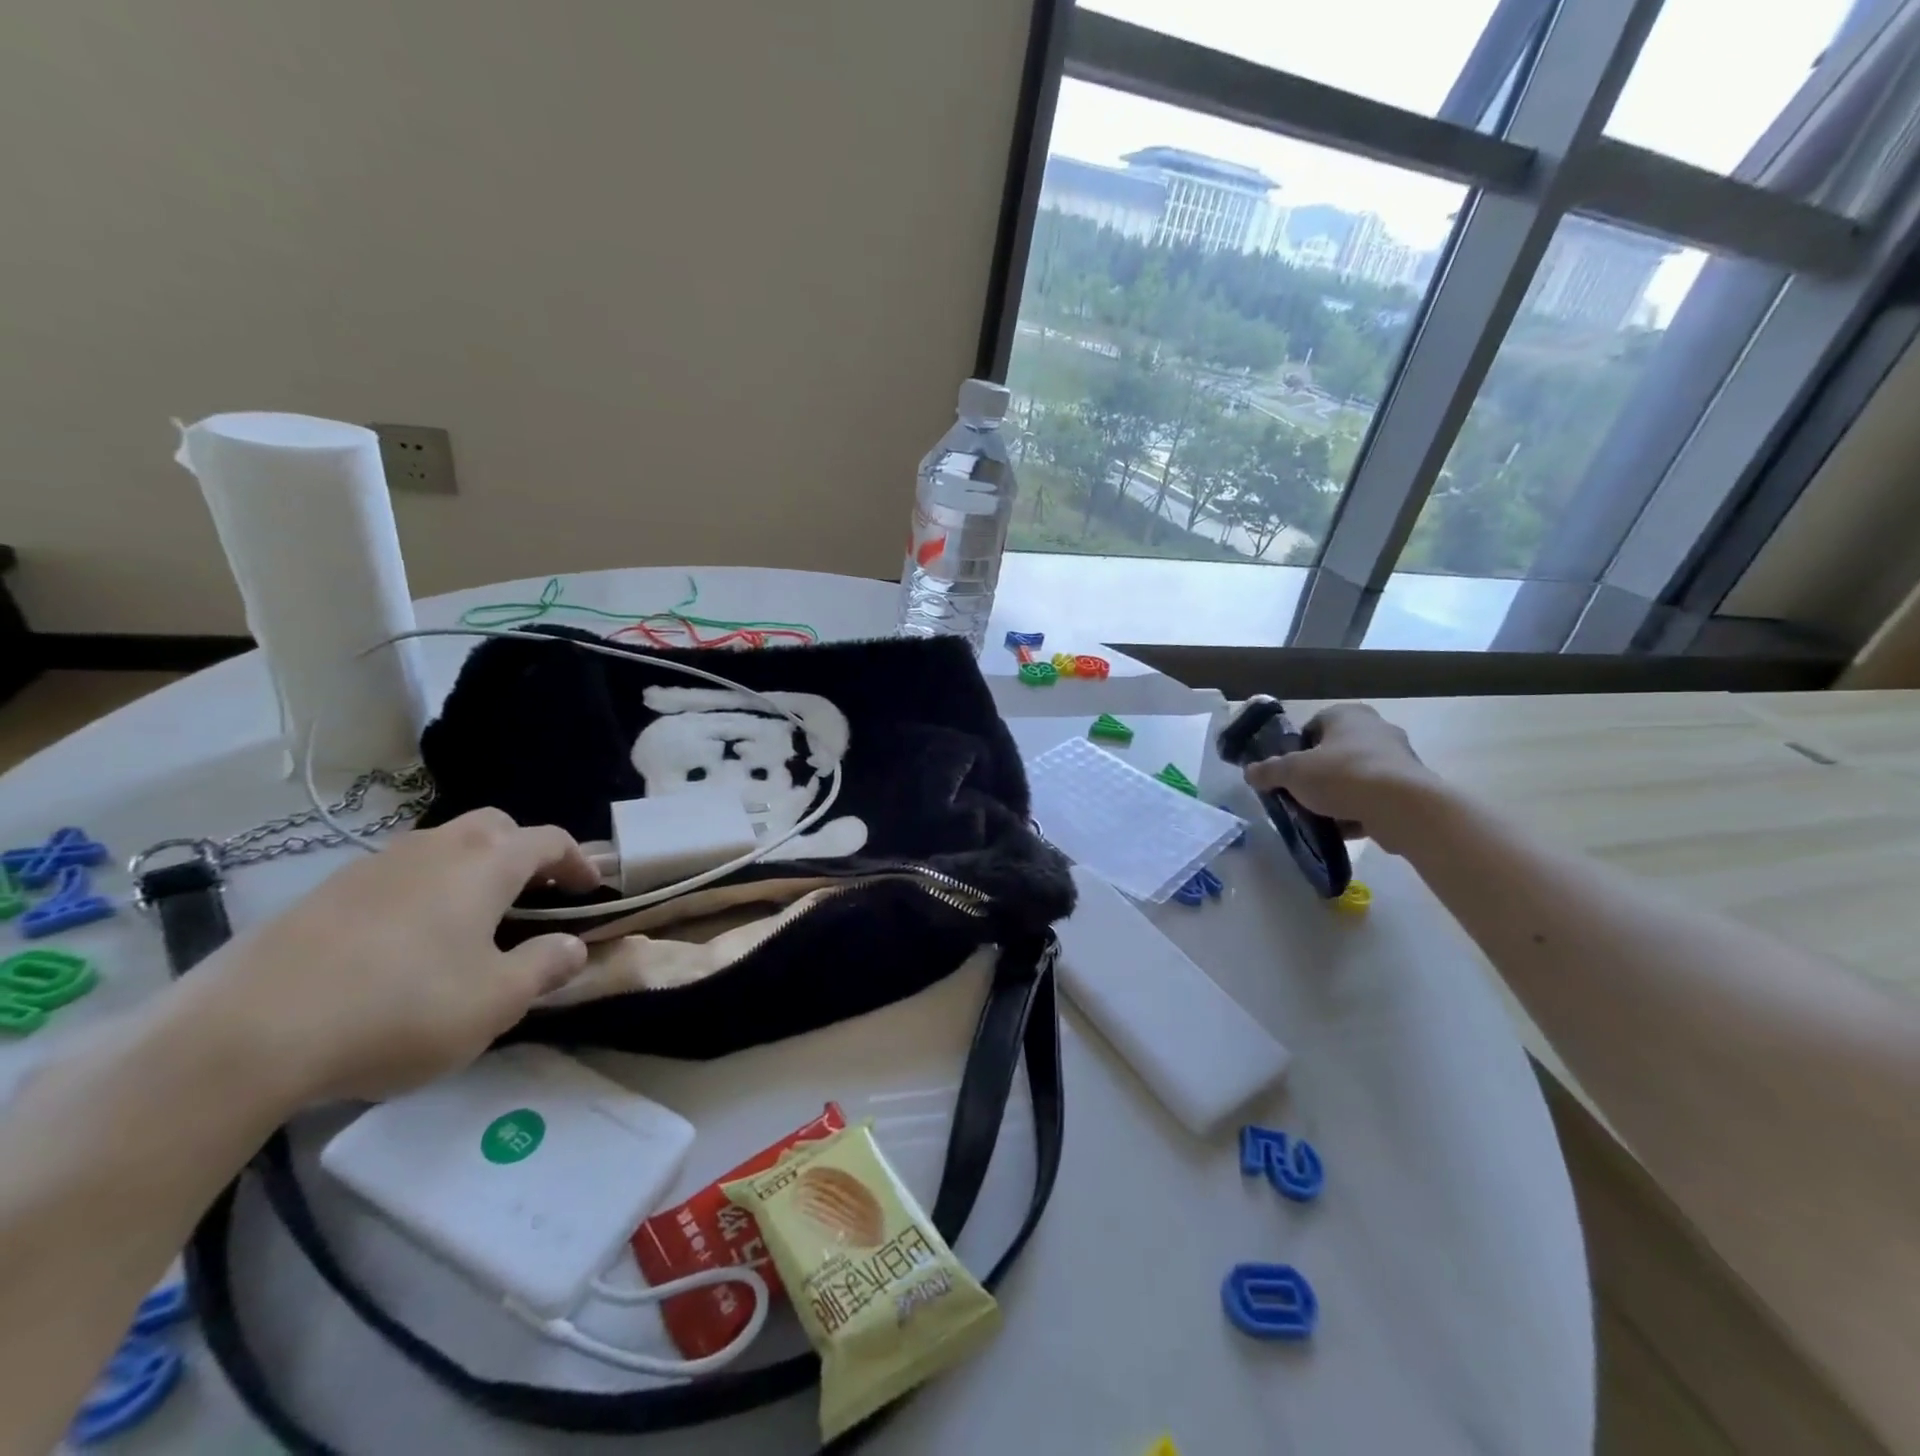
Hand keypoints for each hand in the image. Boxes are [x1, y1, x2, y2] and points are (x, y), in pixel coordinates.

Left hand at [176, 809, 599, 1108]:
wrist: (245, 1034)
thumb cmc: (401, 1009)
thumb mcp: (496, 1002)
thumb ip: (544, 968)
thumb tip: (573, 946)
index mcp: (487, 863)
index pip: (549, 840)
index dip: (578, 861)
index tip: (591, 889)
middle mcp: (435, 848)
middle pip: (494, 827)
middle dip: (523, 851)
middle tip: (533, 894)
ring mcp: (373, 865)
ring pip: (441, 847)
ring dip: (470, 870)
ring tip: (471, 920)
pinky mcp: (324, 892)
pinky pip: (395, 875)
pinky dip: (421, 891)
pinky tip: (405, 943)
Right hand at [1243, 703, 1441, 854]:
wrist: (1403, 807)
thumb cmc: (1343, 776)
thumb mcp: (1292, 773)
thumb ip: (1268, 771)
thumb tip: (1249, 772)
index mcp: (1346, 715)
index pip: (1313, 726)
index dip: (1296, 750)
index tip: (1288, 773)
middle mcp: (1375, 728)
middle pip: (1334, 753)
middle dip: (1317, 775)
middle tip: (1301, 795)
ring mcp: (1397, 757)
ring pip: (1354, 776)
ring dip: (1337, 795)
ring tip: (1320, 816)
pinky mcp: (1410, 786)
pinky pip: (1374, 796)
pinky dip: (1358, 810)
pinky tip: (1344, 829)